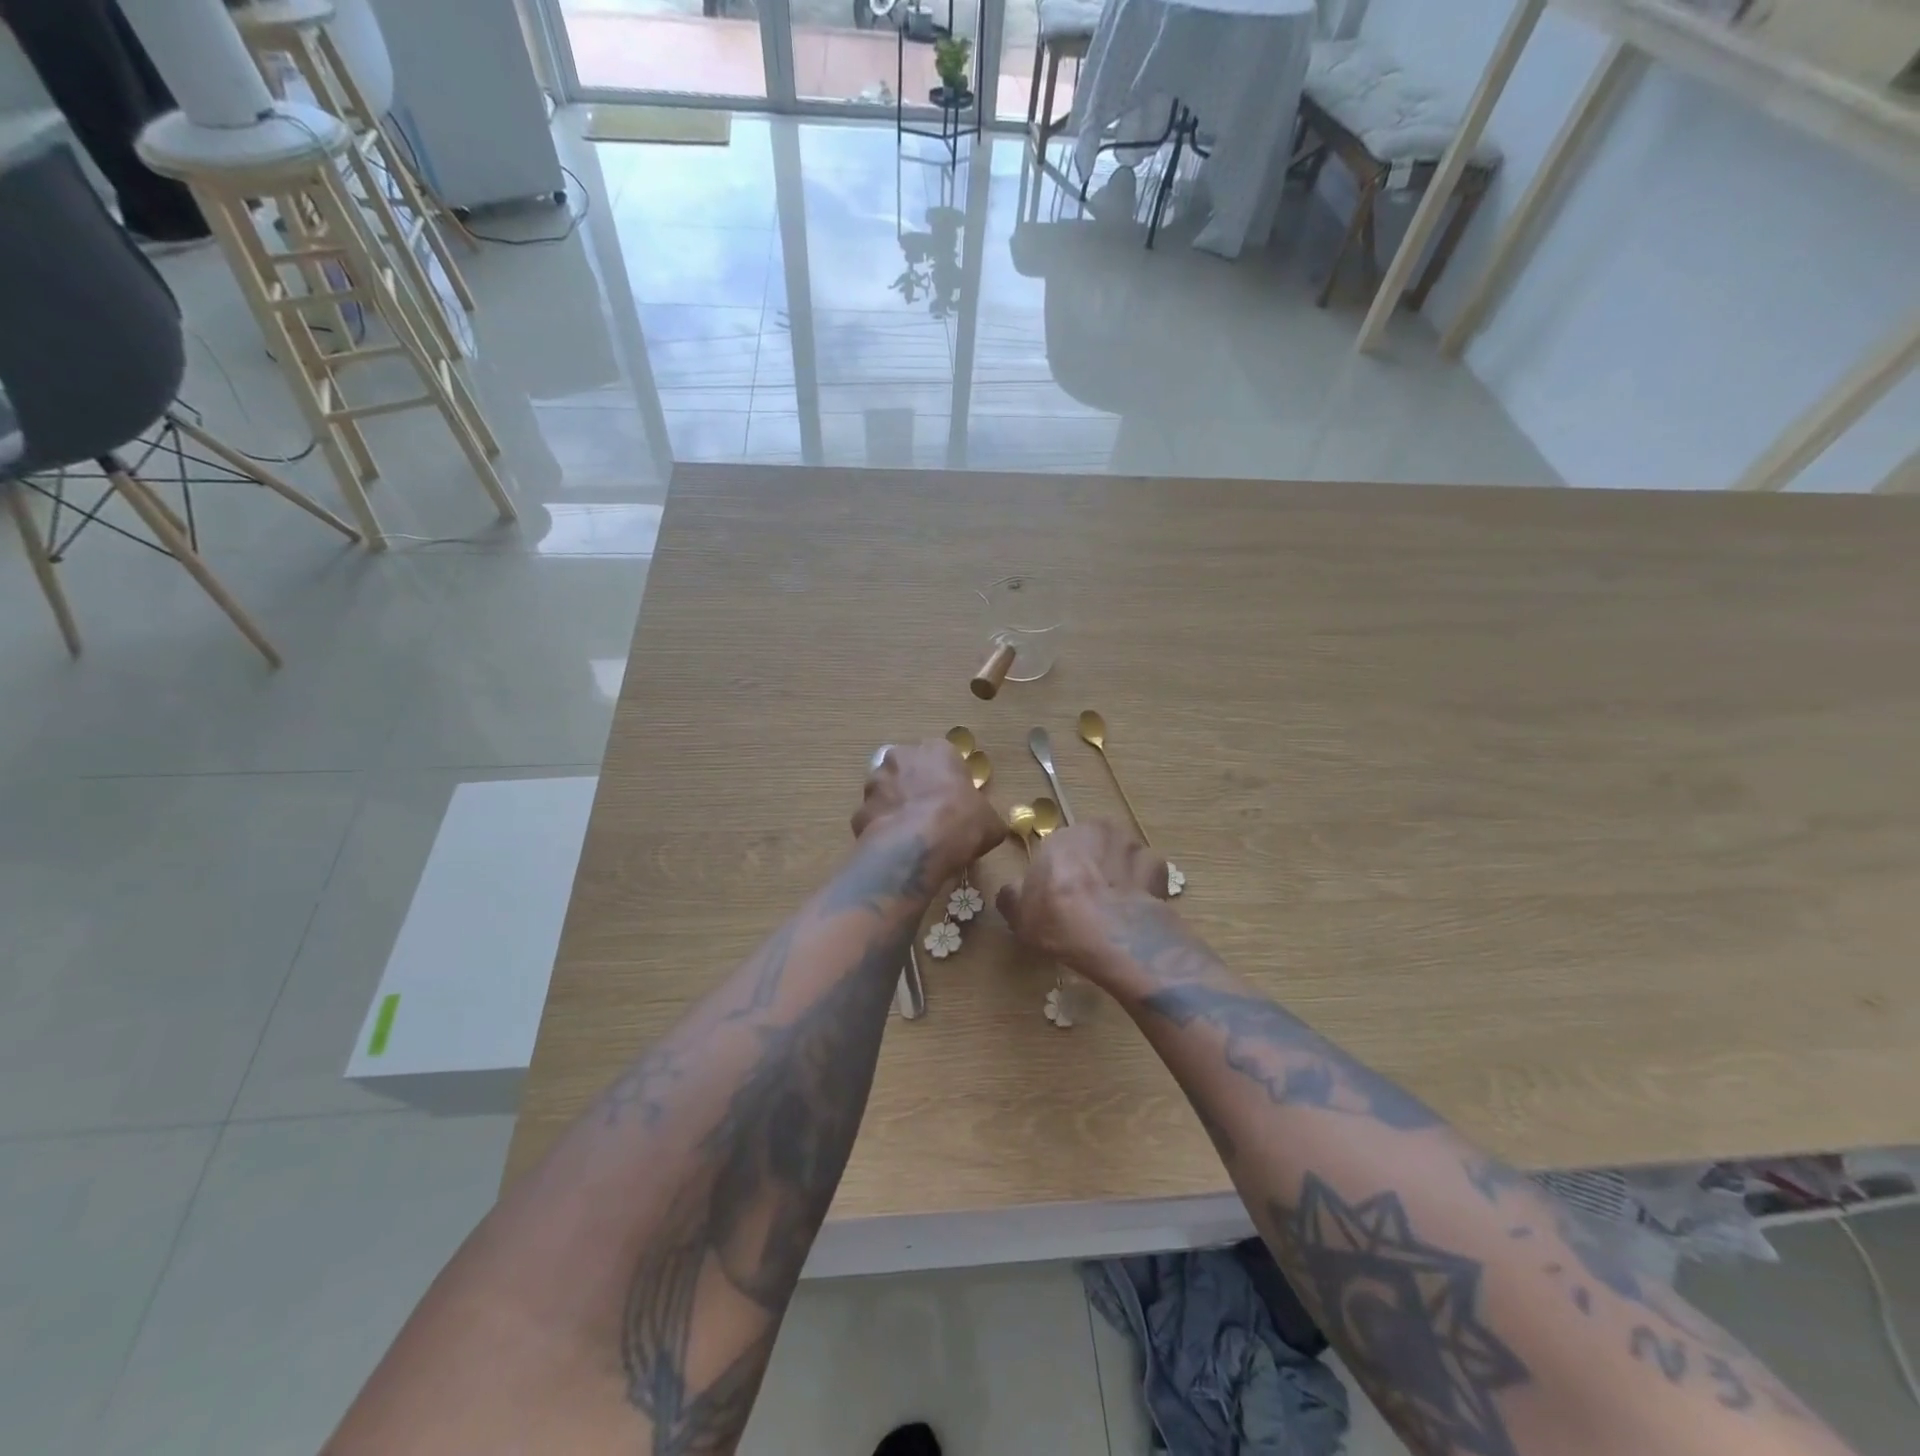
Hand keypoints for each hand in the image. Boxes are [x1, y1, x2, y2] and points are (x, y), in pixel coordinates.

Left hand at [853, 740, 1005, 876]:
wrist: (915, 848)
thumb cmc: (960, 823)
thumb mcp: (990, 822)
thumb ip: (985, 816)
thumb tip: (986, 825)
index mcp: (937, 750)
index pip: (944, 758)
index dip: (950, 781)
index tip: (956, 802)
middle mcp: (902, 757)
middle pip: (911, 769)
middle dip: (918, 787)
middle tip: (932, 815)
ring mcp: (875, 782)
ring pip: (887, 791)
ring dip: (897, 806)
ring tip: (911, 835)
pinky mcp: (858, 810)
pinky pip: (874, 817)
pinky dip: (882, 829)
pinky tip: (895, 848)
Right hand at [996, 820, 1168, 984]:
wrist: (1113, 935)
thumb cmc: (1058, 919)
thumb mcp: (1018, 914)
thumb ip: (1013, 895)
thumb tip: (1013, 891)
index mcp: (1061, 836)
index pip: (1058, 851)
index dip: (1059, 875)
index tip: (1059, 899)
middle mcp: (1098, 830)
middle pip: (1093, 848)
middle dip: (1091, 869)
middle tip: (1087, 902)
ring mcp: (1133, 846)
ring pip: (1122, 858)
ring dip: (1118, 875)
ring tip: (1114, 908)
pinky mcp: (1160, 868)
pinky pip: (1148, 875)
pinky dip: (1144, 888)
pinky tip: (1136, 910)